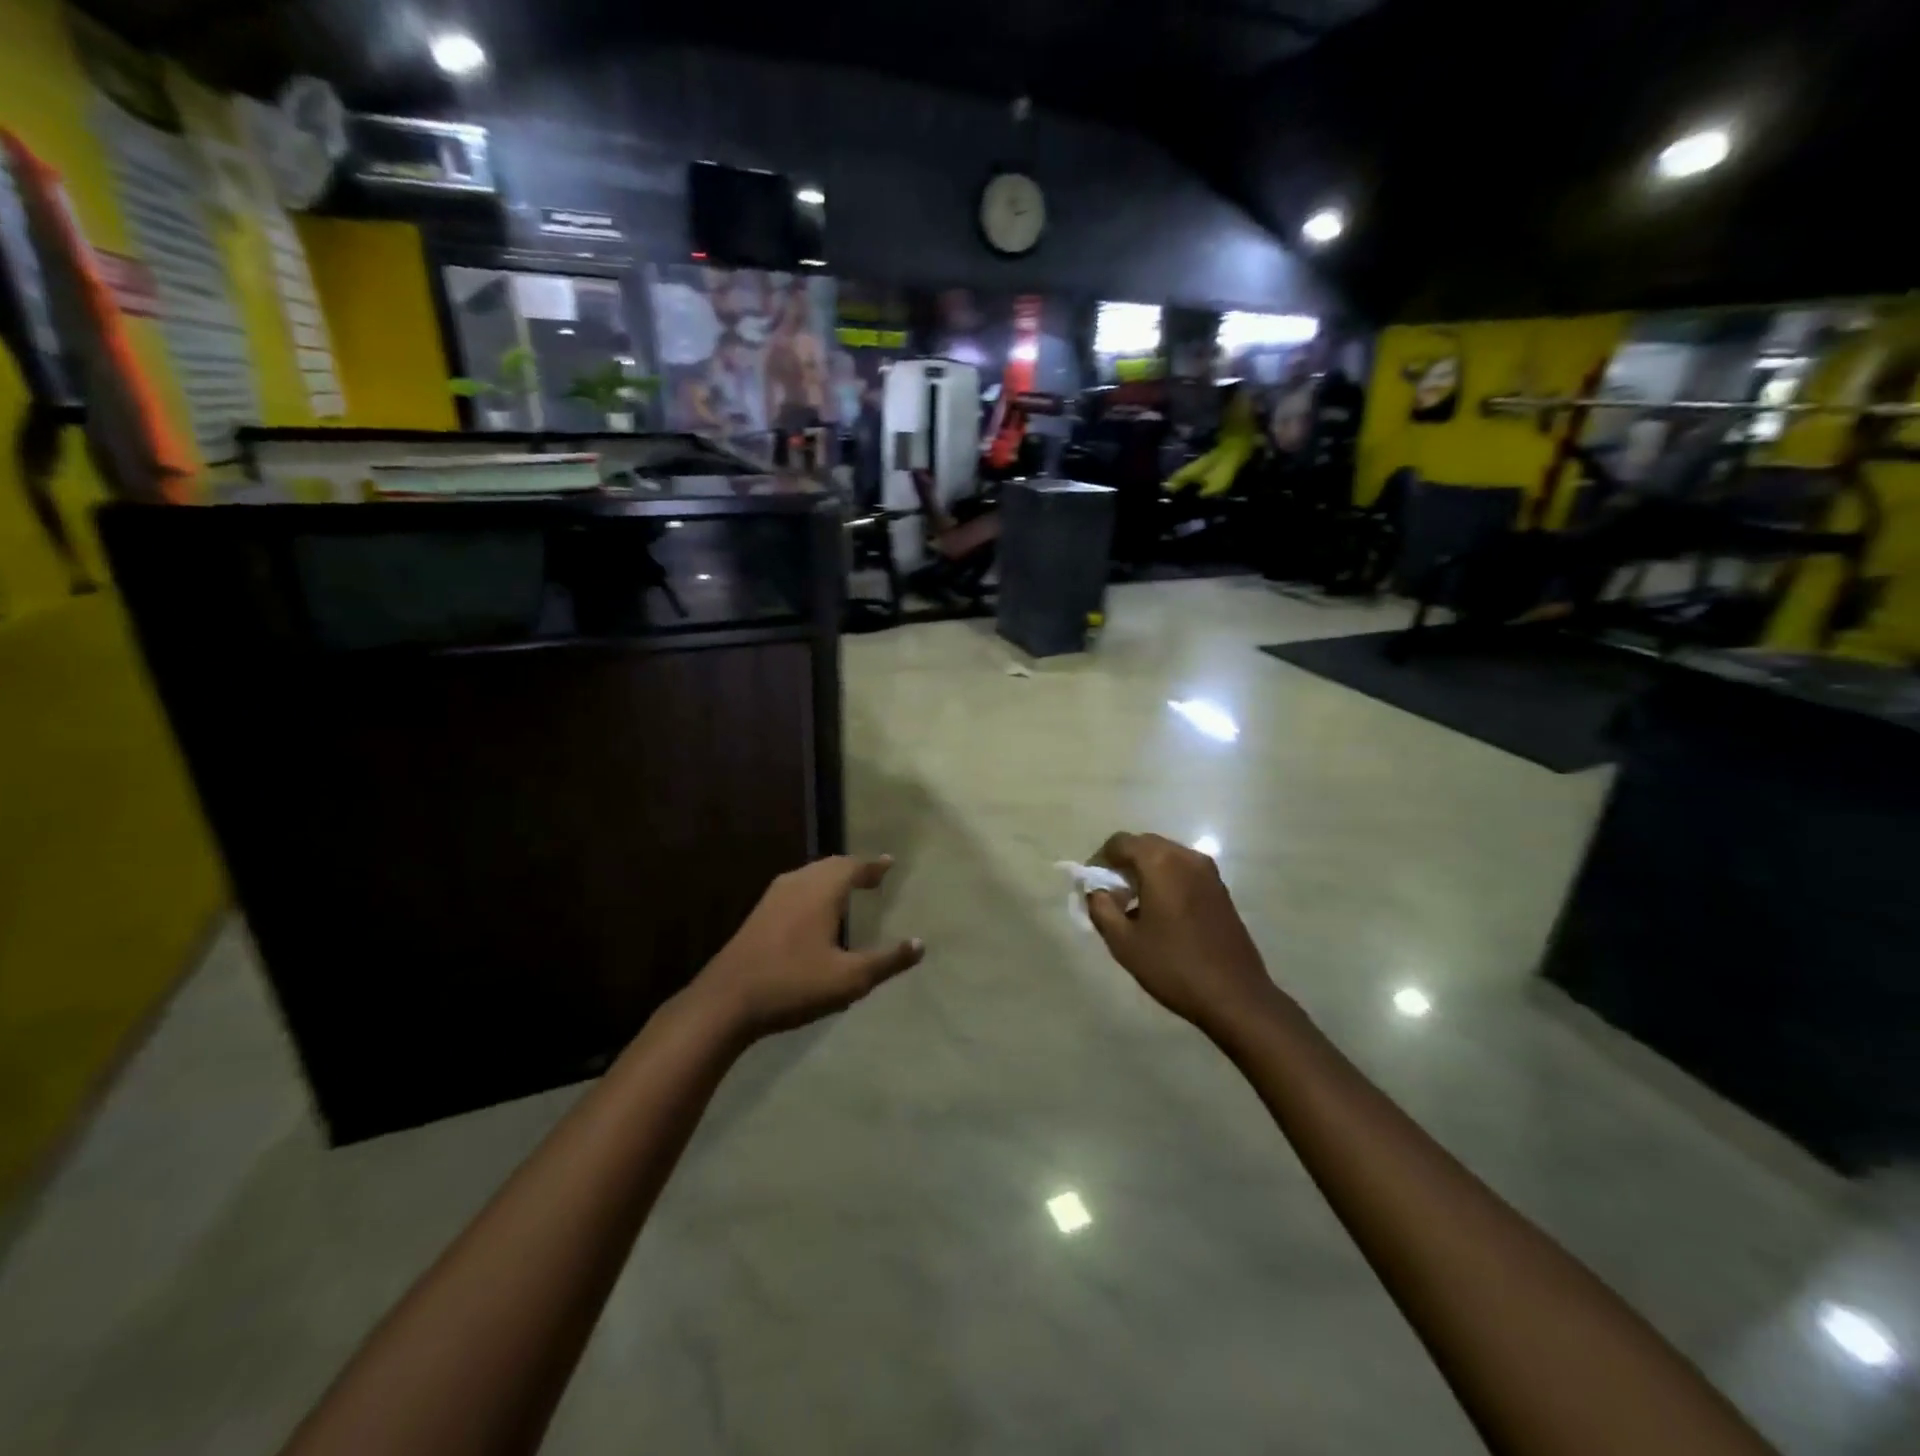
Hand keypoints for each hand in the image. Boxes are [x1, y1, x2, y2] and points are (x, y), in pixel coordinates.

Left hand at [693, 855, 923, 1037]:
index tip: (889, 862)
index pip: (854, 867)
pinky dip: (814, 888)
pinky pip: (796, 887)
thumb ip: (887, 961)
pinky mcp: (759, 914)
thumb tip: (920, 944)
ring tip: (848, 888)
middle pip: (831, 865)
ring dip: (832, 877)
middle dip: (854, 868)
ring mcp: (774, 897)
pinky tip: (815, 910)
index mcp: (822, 891)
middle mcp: (798, 884)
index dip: (873, 866)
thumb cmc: (793, 984)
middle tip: (872, 875)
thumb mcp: (850, 979)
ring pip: (810, 875)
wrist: (726, 1002)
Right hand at [1086, 832, 1280, 1034]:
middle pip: (1144, 844)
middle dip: (1123, 864)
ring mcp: (1208, 871)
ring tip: (1135, 906)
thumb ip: (1100, 908)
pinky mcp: (1220, 888)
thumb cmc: (1173, 967)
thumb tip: (1096, 891)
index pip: (1120, 842)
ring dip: (1145, 871)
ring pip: (1165, 856)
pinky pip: (1183, 870)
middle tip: (1111, 896)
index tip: (1093, 887)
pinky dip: (1166, 879)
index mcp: (1160, 863)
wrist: (1235, 996)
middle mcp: (1186, 857)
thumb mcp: (1124, 942)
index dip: (1100, 860)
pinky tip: (1162, 913)